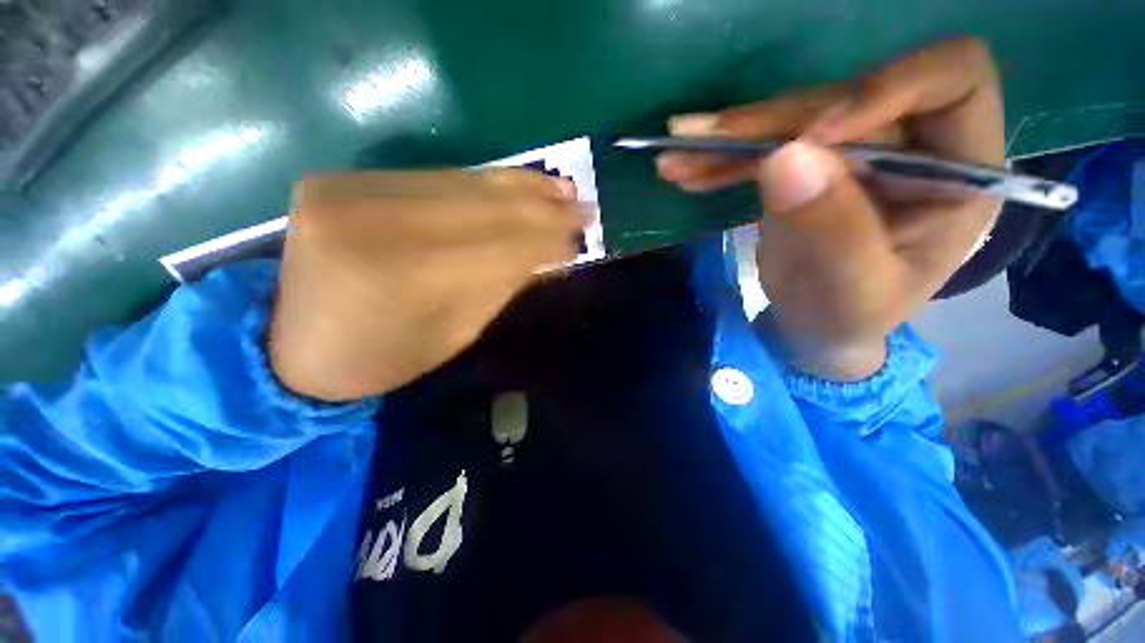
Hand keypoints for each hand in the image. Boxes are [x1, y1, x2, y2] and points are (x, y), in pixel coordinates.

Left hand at [269, 170, 585, 399]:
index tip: (581, 235)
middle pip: (481, 207)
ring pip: (460, 183)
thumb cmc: (381, 358)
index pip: (496, 247)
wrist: (290, 347)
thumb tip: (548, 252)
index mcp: (397, 278)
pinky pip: (433, 178)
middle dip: (540, 208)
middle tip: (583, 206)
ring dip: (518, 187)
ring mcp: (346, 190)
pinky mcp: (342, 179)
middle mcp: (367, 220)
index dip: (544, 239)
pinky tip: (514, 183)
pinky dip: (481, 182)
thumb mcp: (453, 334)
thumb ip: (500, 286)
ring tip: (560, 189)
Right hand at [657, 37, 1003, 379]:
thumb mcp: (850, 290)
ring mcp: (854, 152)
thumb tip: (786, 155)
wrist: (813, 330)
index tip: (806, 138)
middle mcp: (913, 146)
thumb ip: (831, 228)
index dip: (882, 88)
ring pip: (792, 121)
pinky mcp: (808, 165)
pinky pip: (763, 149)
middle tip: (701, 141)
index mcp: (958, 175)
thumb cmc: (847, 320)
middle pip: (845, 98)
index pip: (952, 79)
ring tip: (677, 157)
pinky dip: (722, 159)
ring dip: (730, 140)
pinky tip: (686, 169)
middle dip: (769, 124)